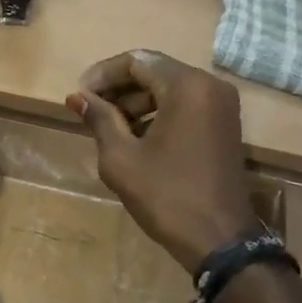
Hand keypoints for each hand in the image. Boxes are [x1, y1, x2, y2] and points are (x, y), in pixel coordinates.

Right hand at [67, 51, 256, 273]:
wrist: (220, 241)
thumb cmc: (167, 196)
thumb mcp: (122, 157)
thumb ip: (99, 119)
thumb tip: (76, 97)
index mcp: (186, 86)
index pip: (136, 61)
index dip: (103, 75)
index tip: (79, 95)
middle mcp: (209, 85)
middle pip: (154, 71)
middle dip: (119, 87)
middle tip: (90, 108)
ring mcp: (221, 104)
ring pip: (169, 87)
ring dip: (136, 100)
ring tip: (107, 125)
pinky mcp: (225, 123)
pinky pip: (185, 104)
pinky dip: (158, 112)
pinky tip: (134, 135)